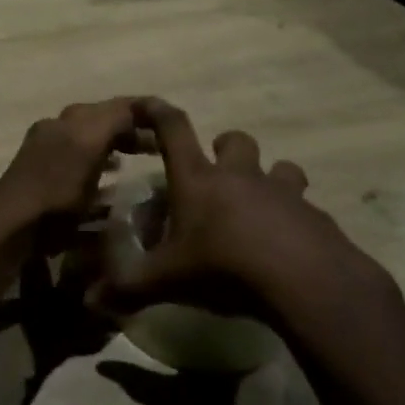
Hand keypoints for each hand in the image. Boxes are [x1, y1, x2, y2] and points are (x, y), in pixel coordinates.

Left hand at [0, 97, 148, 224]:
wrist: (14, 224)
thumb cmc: (57, 189)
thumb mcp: (90, 146)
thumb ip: (114, 121)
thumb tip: (139, 108)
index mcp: (72, 119)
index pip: (117, 105)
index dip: (144, 110)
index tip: (169, 123)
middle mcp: (58, 127)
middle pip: (102, 120)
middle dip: (130, 128)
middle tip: (157, 145)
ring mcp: (47, 150)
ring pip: (90, 138)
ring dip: (114, 143)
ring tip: (138, 157)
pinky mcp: (42, 173)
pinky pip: (78, 157)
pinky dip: (97, 159)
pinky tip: (109, 175)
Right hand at [95, 98, 373, 314]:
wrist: (304, 281)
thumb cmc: (224, 267)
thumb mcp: (167, 281)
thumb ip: (128, 288)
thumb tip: (90, 301)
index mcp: (197, 179)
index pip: (173, 129)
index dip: (157, 112)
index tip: (147, 103)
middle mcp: (239, 175)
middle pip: (235, 140)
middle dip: (225, 147)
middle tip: (218, 170)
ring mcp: (281, 192)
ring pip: (281, 167)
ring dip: (271, 178)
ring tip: (262, 205)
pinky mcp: (314, 216)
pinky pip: (305, 207)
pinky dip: (297, 219)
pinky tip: (291, 247)